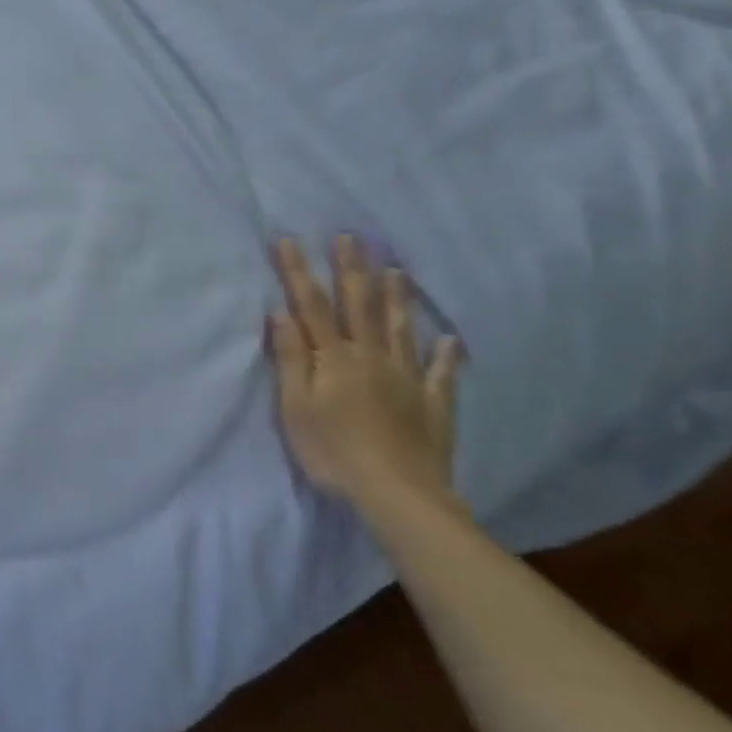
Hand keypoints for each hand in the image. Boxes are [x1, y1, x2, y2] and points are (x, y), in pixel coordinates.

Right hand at [269, 235, 462, 510]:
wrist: (397, 493)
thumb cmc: (333, 451)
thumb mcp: (296, 407)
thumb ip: (291, 358)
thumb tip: (280, 312)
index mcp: (334, 358)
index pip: (311, 306)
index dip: (298, 272)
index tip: (289, 240)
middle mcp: (372, 357)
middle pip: (360, 307)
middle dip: (352, 270)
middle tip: (351, 237)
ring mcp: (406, 379)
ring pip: (401, 329)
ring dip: (397, 299)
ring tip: (397, 270)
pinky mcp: (432, 404)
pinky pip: (440, 374)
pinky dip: (446, 356)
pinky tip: (451, 340)